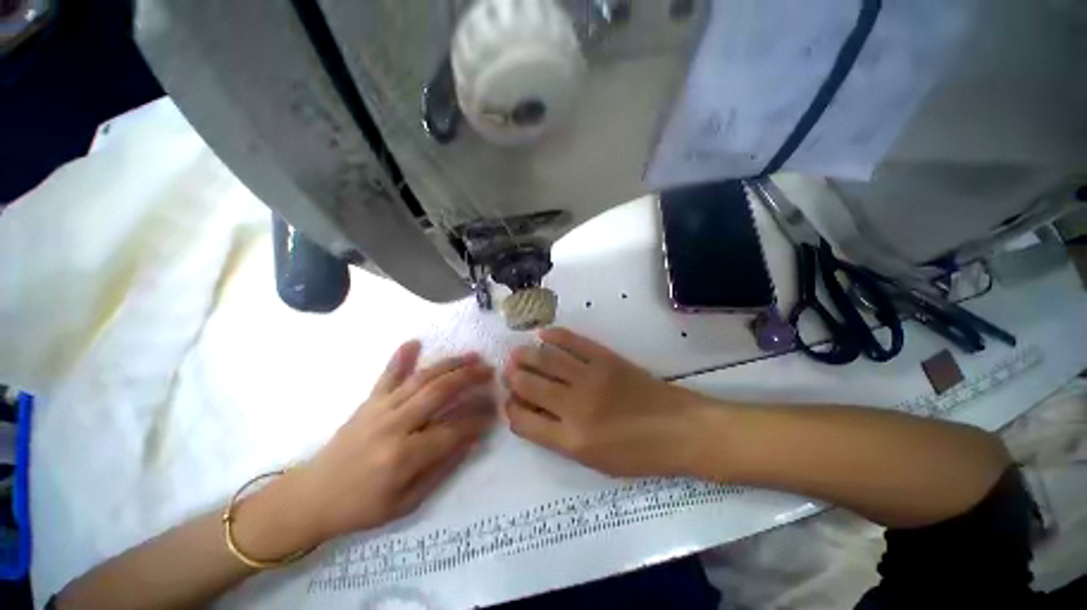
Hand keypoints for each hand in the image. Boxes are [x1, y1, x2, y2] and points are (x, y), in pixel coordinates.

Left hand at [288, 341, 495, 542]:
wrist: (312, 497)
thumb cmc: (362, 507)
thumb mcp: (408, 502)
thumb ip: (443, 469)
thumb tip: (472, 440)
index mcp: (404, 457)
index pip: (452, 429)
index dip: (477, 419)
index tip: (494, 410)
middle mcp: (394, 426)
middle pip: (439, 393)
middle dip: (469, 378)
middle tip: (489, 371)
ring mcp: (379, 409)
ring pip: (422, 379)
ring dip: (450, 364)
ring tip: (472, 356)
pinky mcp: (368, 402)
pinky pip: (387, 375)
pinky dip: (401, 357)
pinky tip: (415, 342)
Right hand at [503, 328, 705, 476]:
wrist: (679, 429)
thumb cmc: (637, 453)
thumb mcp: (594, 461)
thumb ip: (559, 438)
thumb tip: (532, 414)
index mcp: (571, 439)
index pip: (523, 421)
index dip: (510, 410)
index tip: (509, 402)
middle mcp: (575, 406)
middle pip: (529, 385)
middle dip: (512, 377)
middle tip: (508, 371)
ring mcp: (590, 377)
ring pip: (546, 359)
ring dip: (526, 354)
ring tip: (516, 352)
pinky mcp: (605, 358)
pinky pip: (573, 341)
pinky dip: (554, 336)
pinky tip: (543, 335)